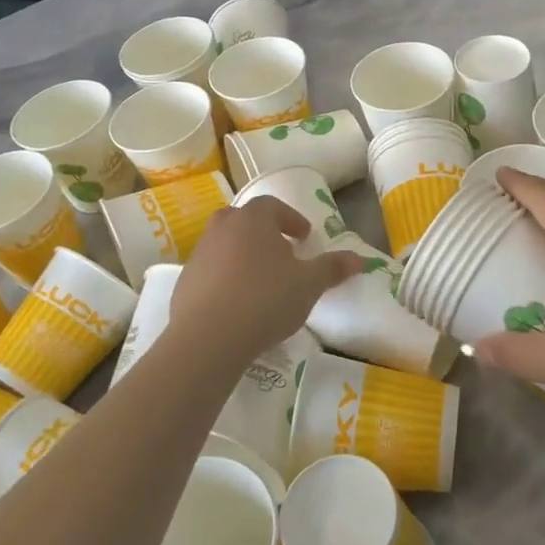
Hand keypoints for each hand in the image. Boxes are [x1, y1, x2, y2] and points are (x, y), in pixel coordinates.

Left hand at [170, 197, 361, 362]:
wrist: (208, 337)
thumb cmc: (266, 299)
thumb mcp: (309, 284)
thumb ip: (332, 268)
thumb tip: (359, 259)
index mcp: (253, 219)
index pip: (273, 206)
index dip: (291, 219)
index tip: (304, 237)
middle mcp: (222, 228)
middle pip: (245, 221)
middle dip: (264, 234)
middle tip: (282, 253)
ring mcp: (199, 254)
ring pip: (226, 246)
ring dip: (244, 256)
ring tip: (262, 282)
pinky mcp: (185, 281)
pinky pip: (211, 272)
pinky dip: (226, 279)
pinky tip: (239, 304)